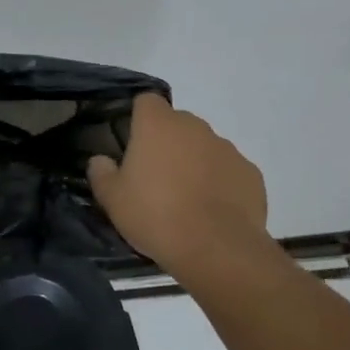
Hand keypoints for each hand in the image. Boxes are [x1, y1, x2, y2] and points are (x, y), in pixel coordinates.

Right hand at [88, 95, 267, 274]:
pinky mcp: (250, 172)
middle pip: (177, 123)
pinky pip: (228, 170)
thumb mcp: (112, 199)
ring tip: (186, 198)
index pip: (146, 101)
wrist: (216, 248)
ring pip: (204, 146)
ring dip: (194, 162)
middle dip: (167, 142)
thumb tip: (100, 160)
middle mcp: (194, 127)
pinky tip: (212, 210)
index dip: (139, 117)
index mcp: (158, 125)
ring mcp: (227, 148)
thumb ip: (101, 173)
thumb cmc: (155, 215)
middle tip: (155, 176)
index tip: (133, 142)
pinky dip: (220, 182)